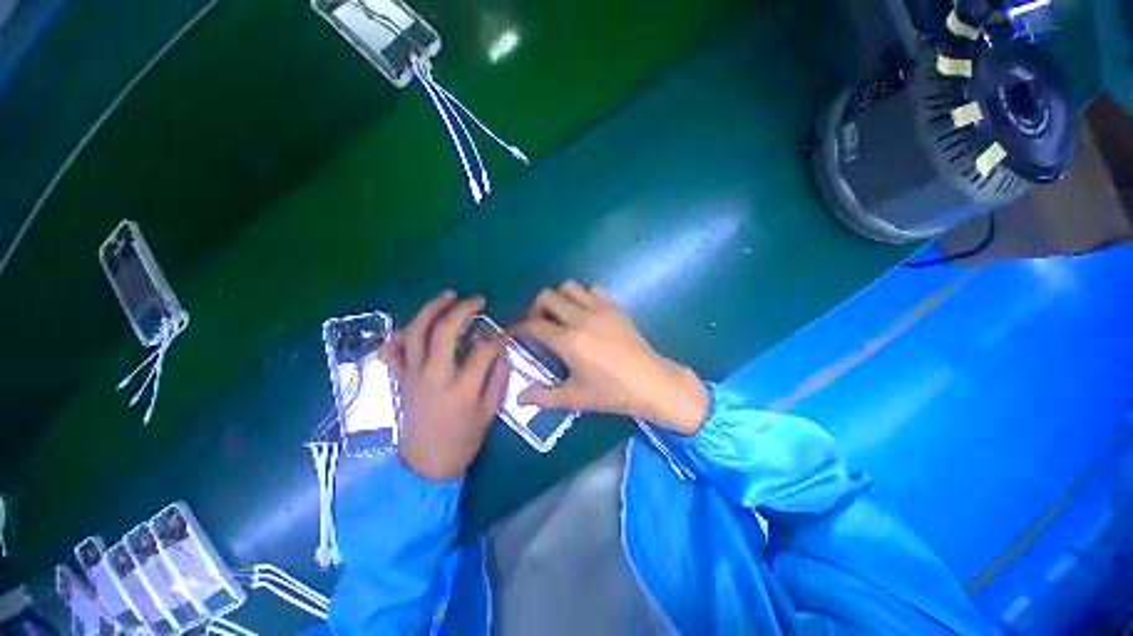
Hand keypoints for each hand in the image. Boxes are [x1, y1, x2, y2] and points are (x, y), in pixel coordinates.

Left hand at [383, 291, 508, 480]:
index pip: (482, 351)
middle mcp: (434, 377)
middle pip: (444, 332)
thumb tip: (502, 352)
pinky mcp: (400, 380)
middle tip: (477, 300)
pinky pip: (394, 351)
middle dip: (462, 310)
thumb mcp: (489, 413)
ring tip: (448, 295)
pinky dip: (400, 334)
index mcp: (461, 389)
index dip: (496, 338)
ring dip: (431, 309)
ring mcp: (412, 376)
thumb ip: (497, 379)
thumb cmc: (462, 441)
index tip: (504, 333)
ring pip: (416, 333)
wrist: (425, 465)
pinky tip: (414, 324)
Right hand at [511, 281, 709, 434]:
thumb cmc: (612, 393)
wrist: (652, 382)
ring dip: (559, 298)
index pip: (533, 325)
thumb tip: (519, 398)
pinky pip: (593, 290)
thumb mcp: (575, 398)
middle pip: (547, 297)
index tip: (513, 334)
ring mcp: (600, 309)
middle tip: (538, 325)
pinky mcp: (615, 307)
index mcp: (568, 341)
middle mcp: (581, 318)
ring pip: (569, 287)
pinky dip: (582, 296)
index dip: (518, 328)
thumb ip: (543, 397)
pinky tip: (585, 313)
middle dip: (535, 308)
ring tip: (561, 316)